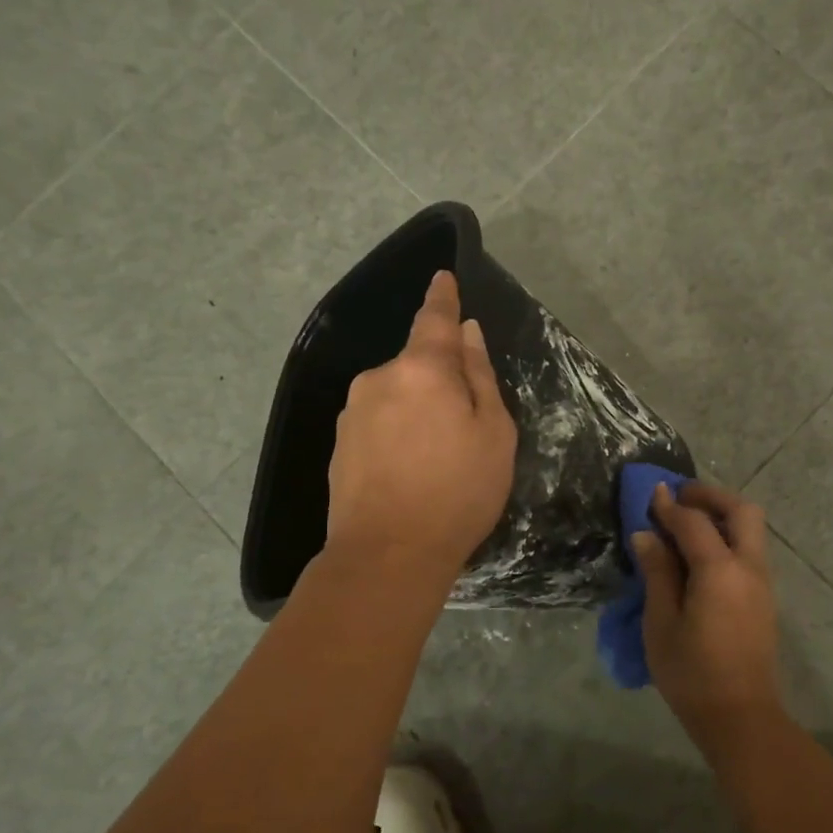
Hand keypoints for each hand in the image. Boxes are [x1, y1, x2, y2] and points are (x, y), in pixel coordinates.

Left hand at [326, 271, 516, 580]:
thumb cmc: (457, 492)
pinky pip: (378, 422)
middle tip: (466, 427)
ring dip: (418, 410)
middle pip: (417, 364)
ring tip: (437, 459)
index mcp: (422, 369)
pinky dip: (397, 433)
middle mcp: (380, 378)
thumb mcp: (493, 433)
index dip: (442, 297)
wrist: (387, 554)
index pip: (434, 318)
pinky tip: (410, 471)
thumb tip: (467, 333)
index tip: (443, 278)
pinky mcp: (339, 443)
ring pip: (397, 395)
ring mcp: (353, 411)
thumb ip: (480, 377)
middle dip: (441, 380)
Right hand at [633, 483, 782, 748]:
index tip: (651, 494)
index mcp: (720, 571)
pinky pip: (749, 550)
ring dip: (722, 515)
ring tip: (687, 524)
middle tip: (680, 498)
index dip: (670, 506)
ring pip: (751, 529)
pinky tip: (701, 554)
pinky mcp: (764, 597)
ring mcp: (762, 582)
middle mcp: (749, 567)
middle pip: (742, 510)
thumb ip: (657, 572)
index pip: (695, 522)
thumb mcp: (662, 622)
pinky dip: (728, 537)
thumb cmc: (692, 673)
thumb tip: (646, 535)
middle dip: (711, 496)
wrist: (740, 717)